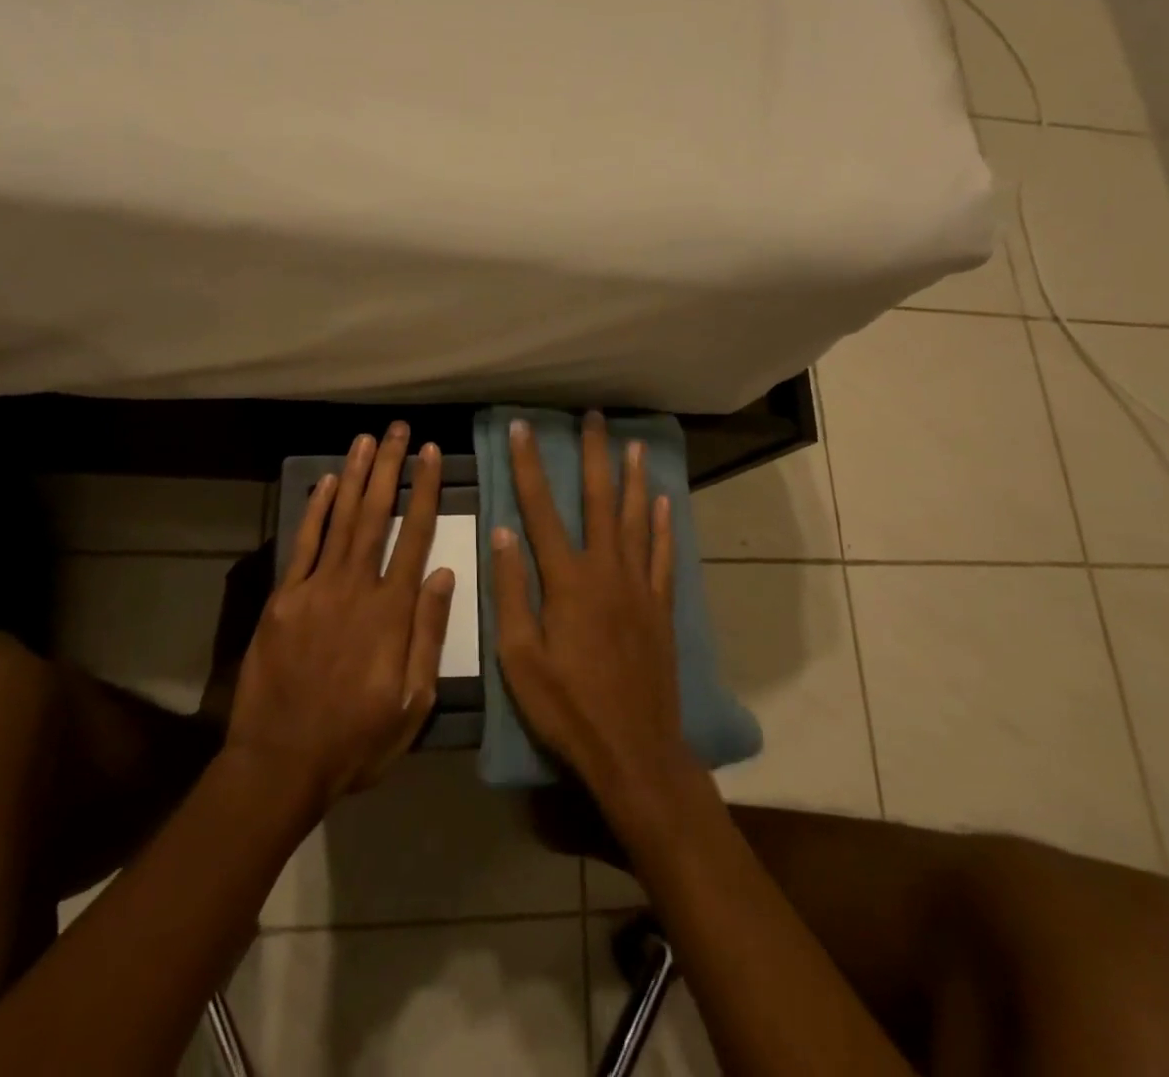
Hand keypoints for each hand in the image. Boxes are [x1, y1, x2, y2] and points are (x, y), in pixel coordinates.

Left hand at [225, 424, 455, 813]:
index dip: (425, 491)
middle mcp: (355, 587)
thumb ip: (428, 634)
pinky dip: (314, 510)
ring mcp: (315, 589)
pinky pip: (302, 544)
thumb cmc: (357, 739)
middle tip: (398, 430)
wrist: (280, 763)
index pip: (415, 536)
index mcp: (391, 612)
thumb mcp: (413, 703)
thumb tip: (442, 573)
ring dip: (354, 476)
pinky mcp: (283, 598)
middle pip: (376, 514)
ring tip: (366, 440)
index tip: (431, 454)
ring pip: (340, 519)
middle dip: (390, 467)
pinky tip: (324, 482)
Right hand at [493, 412, 693, 807]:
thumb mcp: (519, 657)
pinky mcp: (661, 608)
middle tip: (594, 418)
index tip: (522, 428)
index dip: (528, 465)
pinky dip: (664, 526)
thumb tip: (503, 531)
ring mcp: (640, 587)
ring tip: (634, 445)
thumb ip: (511, 591)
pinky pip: (664, 555)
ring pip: (637, 519)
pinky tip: (665, 503)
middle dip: (594, 456)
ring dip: (634, 479)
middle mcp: (607, 571)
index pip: (541, 509)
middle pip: (600, 501)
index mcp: (567, 580)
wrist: (635, 750)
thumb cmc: (567, 708)